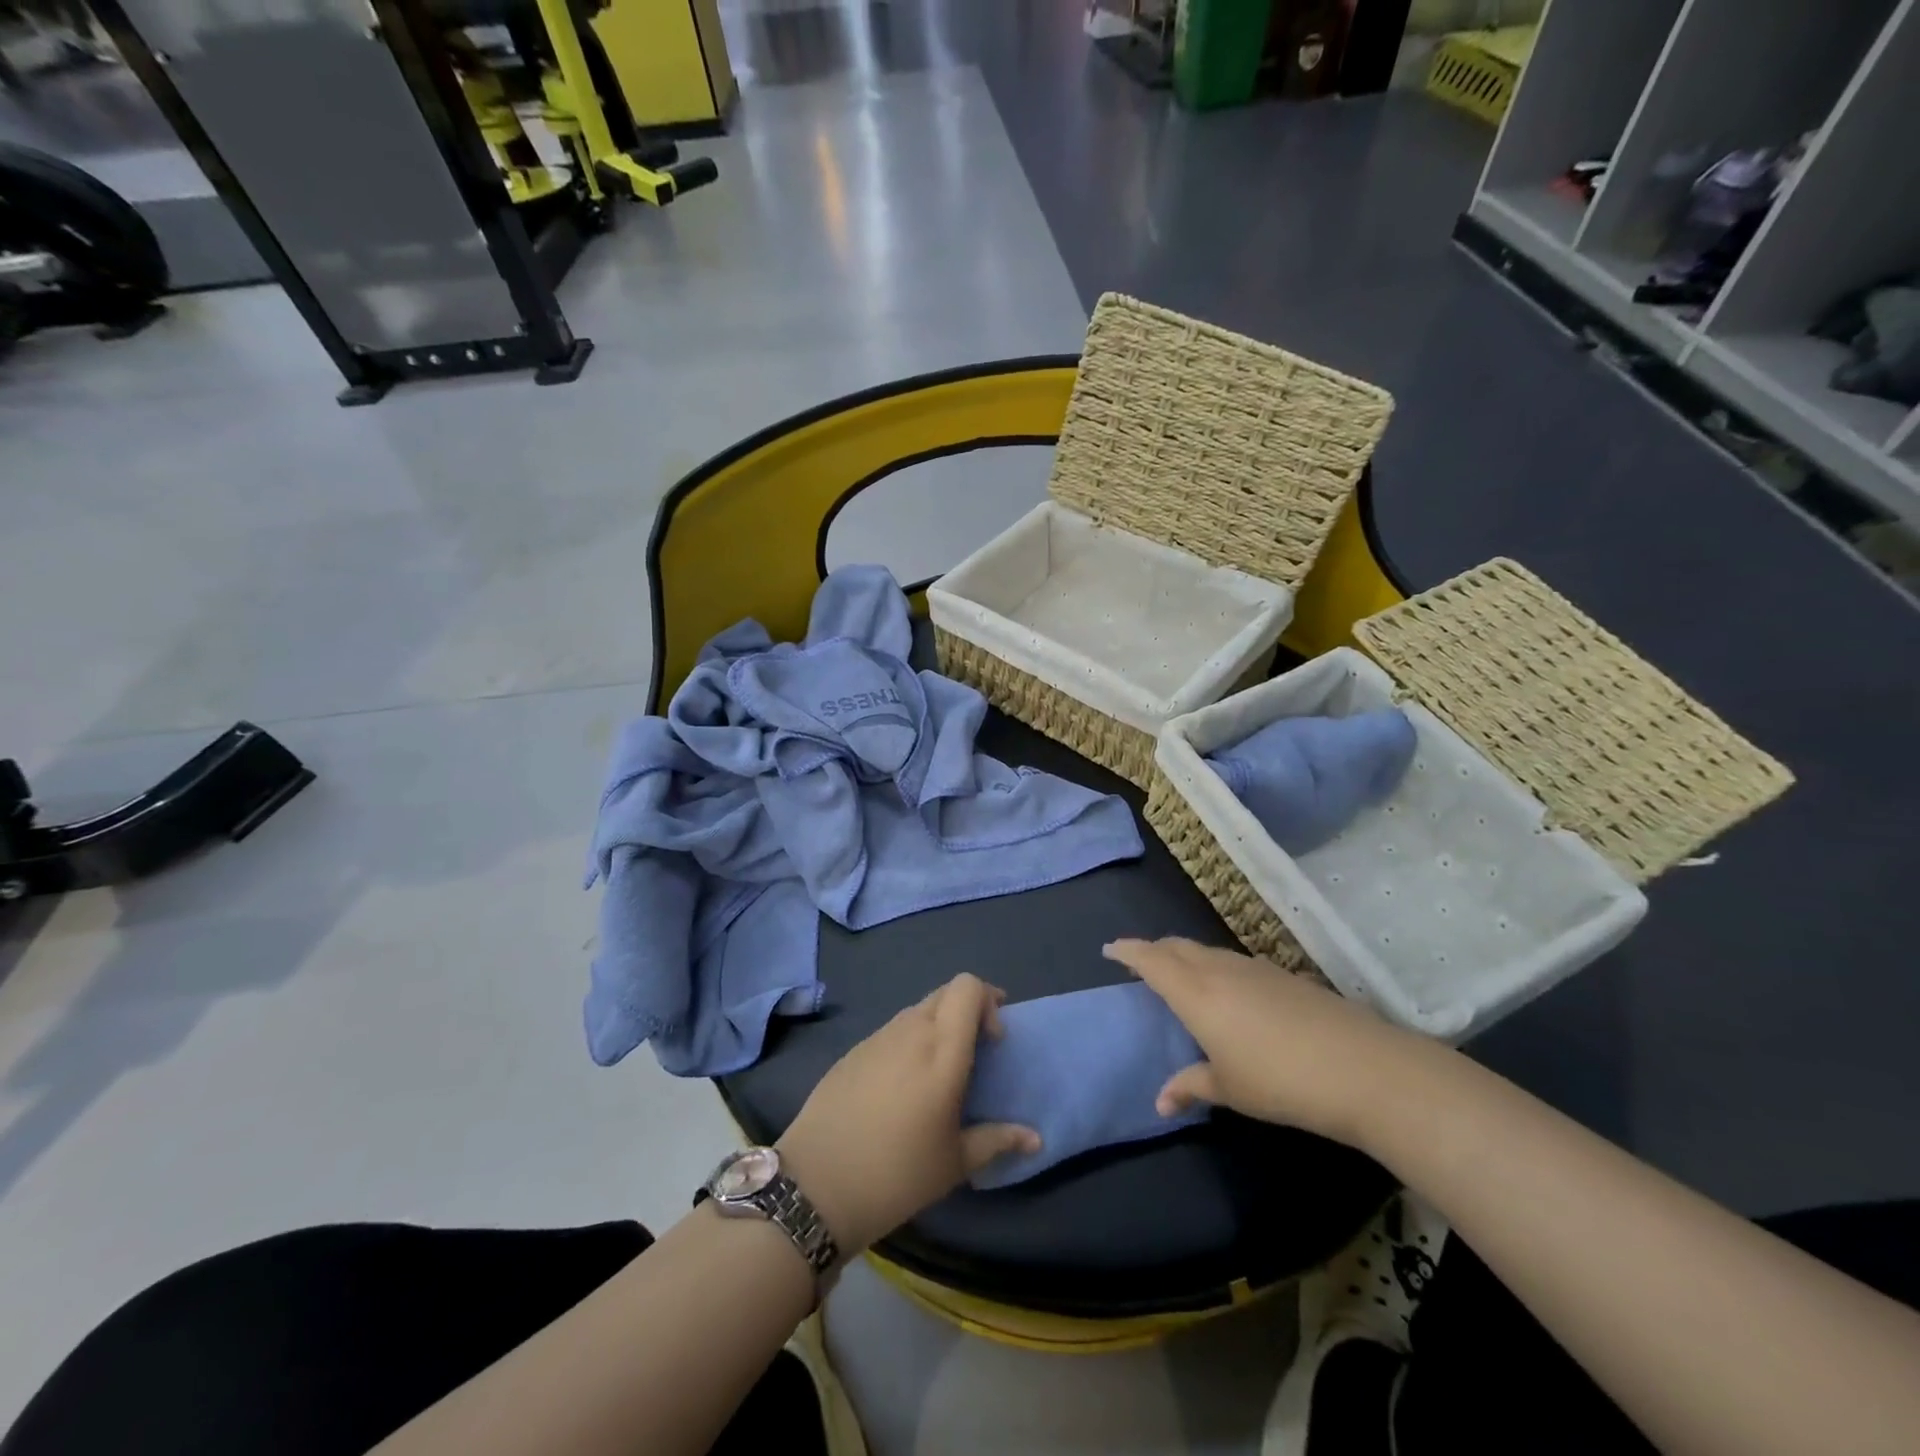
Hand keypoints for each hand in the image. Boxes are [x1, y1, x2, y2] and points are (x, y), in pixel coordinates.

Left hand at [775, 973, 1040, 1255]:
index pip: (968, 987)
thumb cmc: (897, 1173)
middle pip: (946, 992)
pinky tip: (901, 1086)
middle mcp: (910, 1031)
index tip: (994, 1040)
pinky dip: (909, 1041)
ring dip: (937, 1026)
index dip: (987, 1001)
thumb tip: (1035, 1138)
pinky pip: (892, 1031)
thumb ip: (998, 1140)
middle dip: (967, 1011)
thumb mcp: (955, 1163)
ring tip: (938, 1073)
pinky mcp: (853, 1050)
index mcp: (942, 1050)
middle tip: (975, 1051)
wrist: (816, 1183)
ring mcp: (877, 1037)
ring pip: (917, 1010)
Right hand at [1105, 937, 1434, 1149]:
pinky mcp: (1282, 975)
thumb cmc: (1280, 1081)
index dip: (1128, 951)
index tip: (1109, 949)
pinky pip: (1233, 961)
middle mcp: (1220, 970)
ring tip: (1179, 974)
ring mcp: (1254, 968)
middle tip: (1140, 962)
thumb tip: (1161, 1101)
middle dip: (1154, 949)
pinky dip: (1214, 966)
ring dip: (1185, 956)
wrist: (1362, 1068)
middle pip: (1177, 946)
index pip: (1151, 960)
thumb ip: (1191, 1086)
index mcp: (1195, 992)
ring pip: (1206, 951)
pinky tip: (1227, 990)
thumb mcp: (1230, 1090)